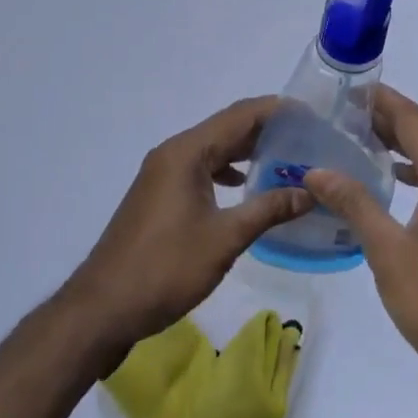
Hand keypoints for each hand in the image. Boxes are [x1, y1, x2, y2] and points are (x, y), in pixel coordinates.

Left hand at [64, 96, 313, 354]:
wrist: (106, 306)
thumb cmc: (167, 267)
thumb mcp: (225, 238)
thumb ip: (268, 209)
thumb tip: (309, 192)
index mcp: (187, 153)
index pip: (239, 116)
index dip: (277, 110)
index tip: (312, 114)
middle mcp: (173, 154)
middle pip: (226, 129)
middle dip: (266, 130)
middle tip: (308, 138)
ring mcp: (163, 175)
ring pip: (213, 150)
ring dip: (247, 152)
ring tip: (287, 160)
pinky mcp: (160, 195)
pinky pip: (200, 169)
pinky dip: (226, 171)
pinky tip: (246, 187)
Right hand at [303, 88, 417, 390]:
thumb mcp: (390, 252)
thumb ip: (356, 205)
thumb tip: (317, 171)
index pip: (415, 123)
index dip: (384, 101)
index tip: (350, 87)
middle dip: (387, 120)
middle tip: (342, 112)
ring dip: (399, 147)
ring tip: (357, 139)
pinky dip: (411, 174)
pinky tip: (388, 184)